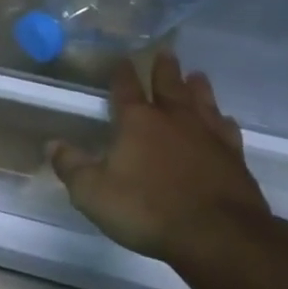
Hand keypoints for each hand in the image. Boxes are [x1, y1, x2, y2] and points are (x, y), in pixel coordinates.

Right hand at [48, 54, 271, 263]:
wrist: (218, 236)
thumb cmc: (147, 209)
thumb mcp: (92, 192)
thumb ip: (71, 166)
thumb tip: (53, 144)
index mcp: (137, 123)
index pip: (126, 89)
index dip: (122, 74)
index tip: (122, 59)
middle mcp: (173, 121)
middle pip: (168, 87)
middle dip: (164, 70)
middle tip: (166, 52)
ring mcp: (208, 139)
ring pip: (202, 104)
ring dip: (198, 89)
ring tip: (197, 75)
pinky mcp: (234, 160)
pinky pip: (228, 132)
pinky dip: (224, 122)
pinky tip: (225, 120)